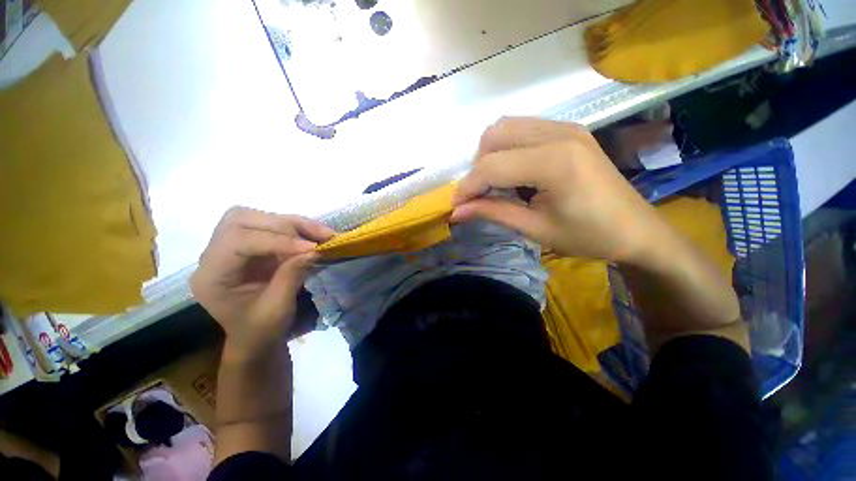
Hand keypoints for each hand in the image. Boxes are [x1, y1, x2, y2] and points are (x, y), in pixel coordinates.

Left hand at [190, 207, 333, 359]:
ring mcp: (233, 248)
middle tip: (314, 239)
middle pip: (241, 220)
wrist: (256, 339)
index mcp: (212, 276)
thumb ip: (292, 275)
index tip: (311, 249)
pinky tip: (315, 234)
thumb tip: (314, 249)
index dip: (277, 240)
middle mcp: (215, 255)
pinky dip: (297, 228)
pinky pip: (272, 226)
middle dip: (282, 226)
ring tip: (322, 233)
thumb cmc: (261, 331)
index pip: (238, 241)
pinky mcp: (252, 246)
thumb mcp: (277, 308)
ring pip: (258, 217)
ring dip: (293, 223)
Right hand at [452, 117, 667, 263]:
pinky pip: (522, 129)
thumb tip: (456, 212)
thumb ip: (493, 213)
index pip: (492, 166)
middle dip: (477, 167)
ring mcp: (566, 127)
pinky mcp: (569, 130)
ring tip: (494, 184)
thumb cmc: (589, 236)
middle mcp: (559, 133)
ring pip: (506, 127)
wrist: (637, 230)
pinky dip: (506, 148)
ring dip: (490, 155)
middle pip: (494, 136)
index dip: (467, 186)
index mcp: (555, 162)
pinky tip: (513, 172)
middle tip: (479, 195)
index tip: (455, 205)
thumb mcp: (535, 229)